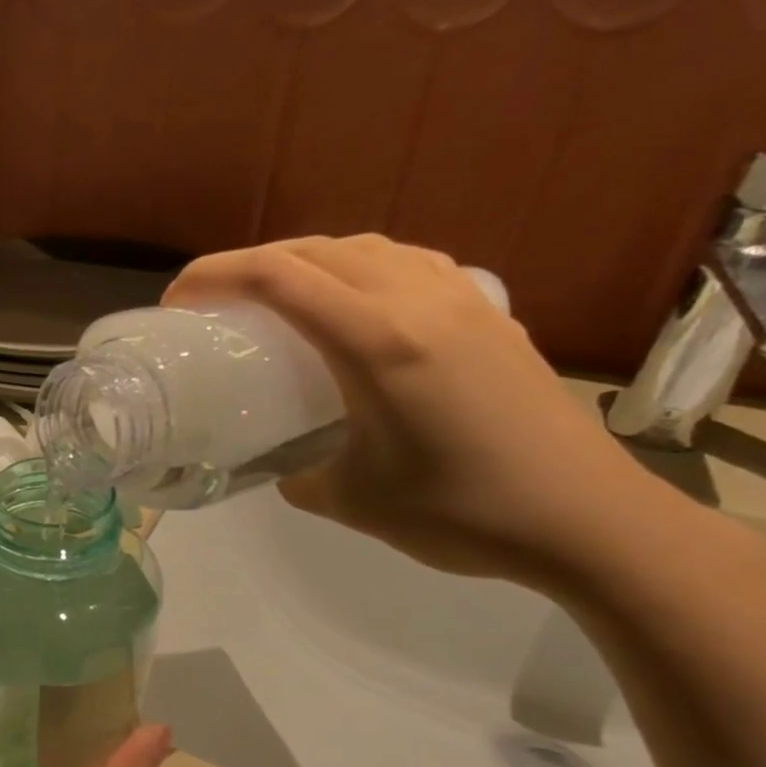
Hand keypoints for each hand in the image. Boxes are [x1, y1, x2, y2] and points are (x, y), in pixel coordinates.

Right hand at [165, 235, 721, 592]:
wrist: (588, 520)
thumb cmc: (462, 512)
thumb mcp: (352, 502)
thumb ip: (298, 475)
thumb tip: (283, 466)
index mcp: (378, 342)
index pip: (279, 277)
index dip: (216, 275)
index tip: (178, 299)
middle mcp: (419, 302)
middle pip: (317, 248)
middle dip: (251, 263)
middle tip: (214, 299)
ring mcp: (462, 301)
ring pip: (367, 246)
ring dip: (308, 259)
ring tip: (278, 296)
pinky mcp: (491, 314)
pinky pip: (409, 264)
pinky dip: (362, 268)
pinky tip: (357, 304)